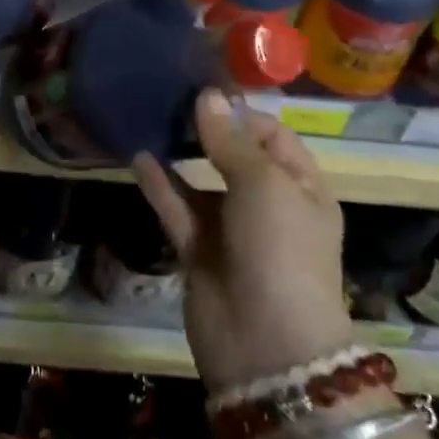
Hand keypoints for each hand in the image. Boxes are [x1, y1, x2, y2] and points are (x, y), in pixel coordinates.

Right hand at [133, 90, 351, 393]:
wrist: (266, 346)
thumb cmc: (280, 250)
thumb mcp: (264, 184)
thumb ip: (230, 140)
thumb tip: (208, 95)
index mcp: (300, 188)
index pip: (272, 136)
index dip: (241, 114)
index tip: (203, 92)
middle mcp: (267, 205)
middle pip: (234, 155)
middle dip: (206, 129)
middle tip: (170, 99)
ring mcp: (231, 230)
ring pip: (201, 182)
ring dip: (179, 153)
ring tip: (150, 119)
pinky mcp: (199, 252)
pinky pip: (178, 208)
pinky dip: (160, 184)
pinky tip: (138, 155)